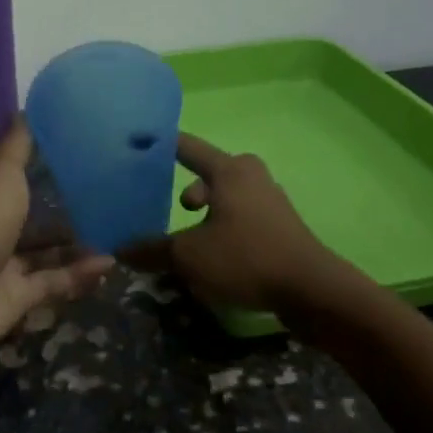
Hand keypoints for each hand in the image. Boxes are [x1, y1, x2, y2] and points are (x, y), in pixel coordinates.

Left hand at [0, 119, 112, 368]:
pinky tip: (109, 264)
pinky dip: (80, 274)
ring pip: (48, 250)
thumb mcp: (1, 173)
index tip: (85, 149)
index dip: (48, 162)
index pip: (20, 173)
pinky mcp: (19, 298)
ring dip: (78, 242)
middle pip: (36, 213)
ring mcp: (6, 264)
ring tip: (119, 229)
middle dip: (68, 206)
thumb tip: (29, 107)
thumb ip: (18, 146)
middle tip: (112, 193)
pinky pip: (55, 283)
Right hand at [125, 133, 336, 312]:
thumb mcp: (189, 256)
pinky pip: (240, 217)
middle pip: (208, 173)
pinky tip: (213, 255)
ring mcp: (270, 201)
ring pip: (225, 198)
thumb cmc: (246, 258)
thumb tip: (120, 249)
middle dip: (186, 190)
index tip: (136, 141)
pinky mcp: (280, 227)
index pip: (186, 147)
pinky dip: (222, 228)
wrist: (312, 291)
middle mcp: (251, 176)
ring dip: (205, 214)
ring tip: (188, 240)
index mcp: (229, 170)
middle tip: (170, 209)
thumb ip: (152, 250)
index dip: (160, 145)